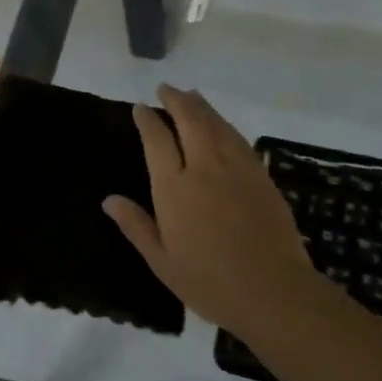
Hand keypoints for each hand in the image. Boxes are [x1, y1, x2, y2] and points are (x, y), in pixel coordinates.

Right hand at [103, 85, 318, 340]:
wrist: (272, 291)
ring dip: (202, 106)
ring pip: (217, 124)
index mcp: (174, 188)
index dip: (148, 121)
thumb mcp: (161, 261)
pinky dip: (225, 125)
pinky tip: (222, 126)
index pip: (157, 141)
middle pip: (190, 120)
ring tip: (191, 95)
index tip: (140, 108)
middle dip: (176, 100)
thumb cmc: (209, 282)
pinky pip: (239, 140)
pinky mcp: (261, 177)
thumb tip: (109, 200)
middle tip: (166, 89)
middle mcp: (205, 168)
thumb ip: (136, 226)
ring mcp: (237, 169)